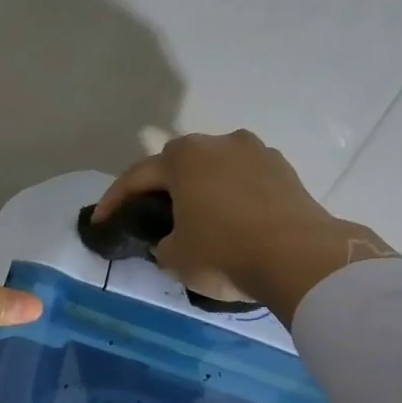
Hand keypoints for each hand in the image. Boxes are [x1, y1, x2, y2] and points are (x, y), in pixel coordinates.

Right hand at [93, 130, 395, 322]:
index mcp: (184, 157)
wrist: (301, 259)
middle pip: (178, 164)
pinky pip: (245, 181)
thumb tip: (173, 239)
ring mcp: (257, 153)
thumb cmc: (225, 253)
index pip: (137, 176)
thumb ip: (163, 242)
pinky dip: (232, 197)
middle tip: (150, 214)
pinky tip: (232, 220)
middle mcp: (219, 143)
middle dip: (161, 188)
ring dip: (201, 189)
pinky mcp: (286, 171)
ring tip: (197, 217)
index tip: (100, 221)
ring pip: (215, 169)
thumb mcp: (175, 257)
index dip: (114, 201)